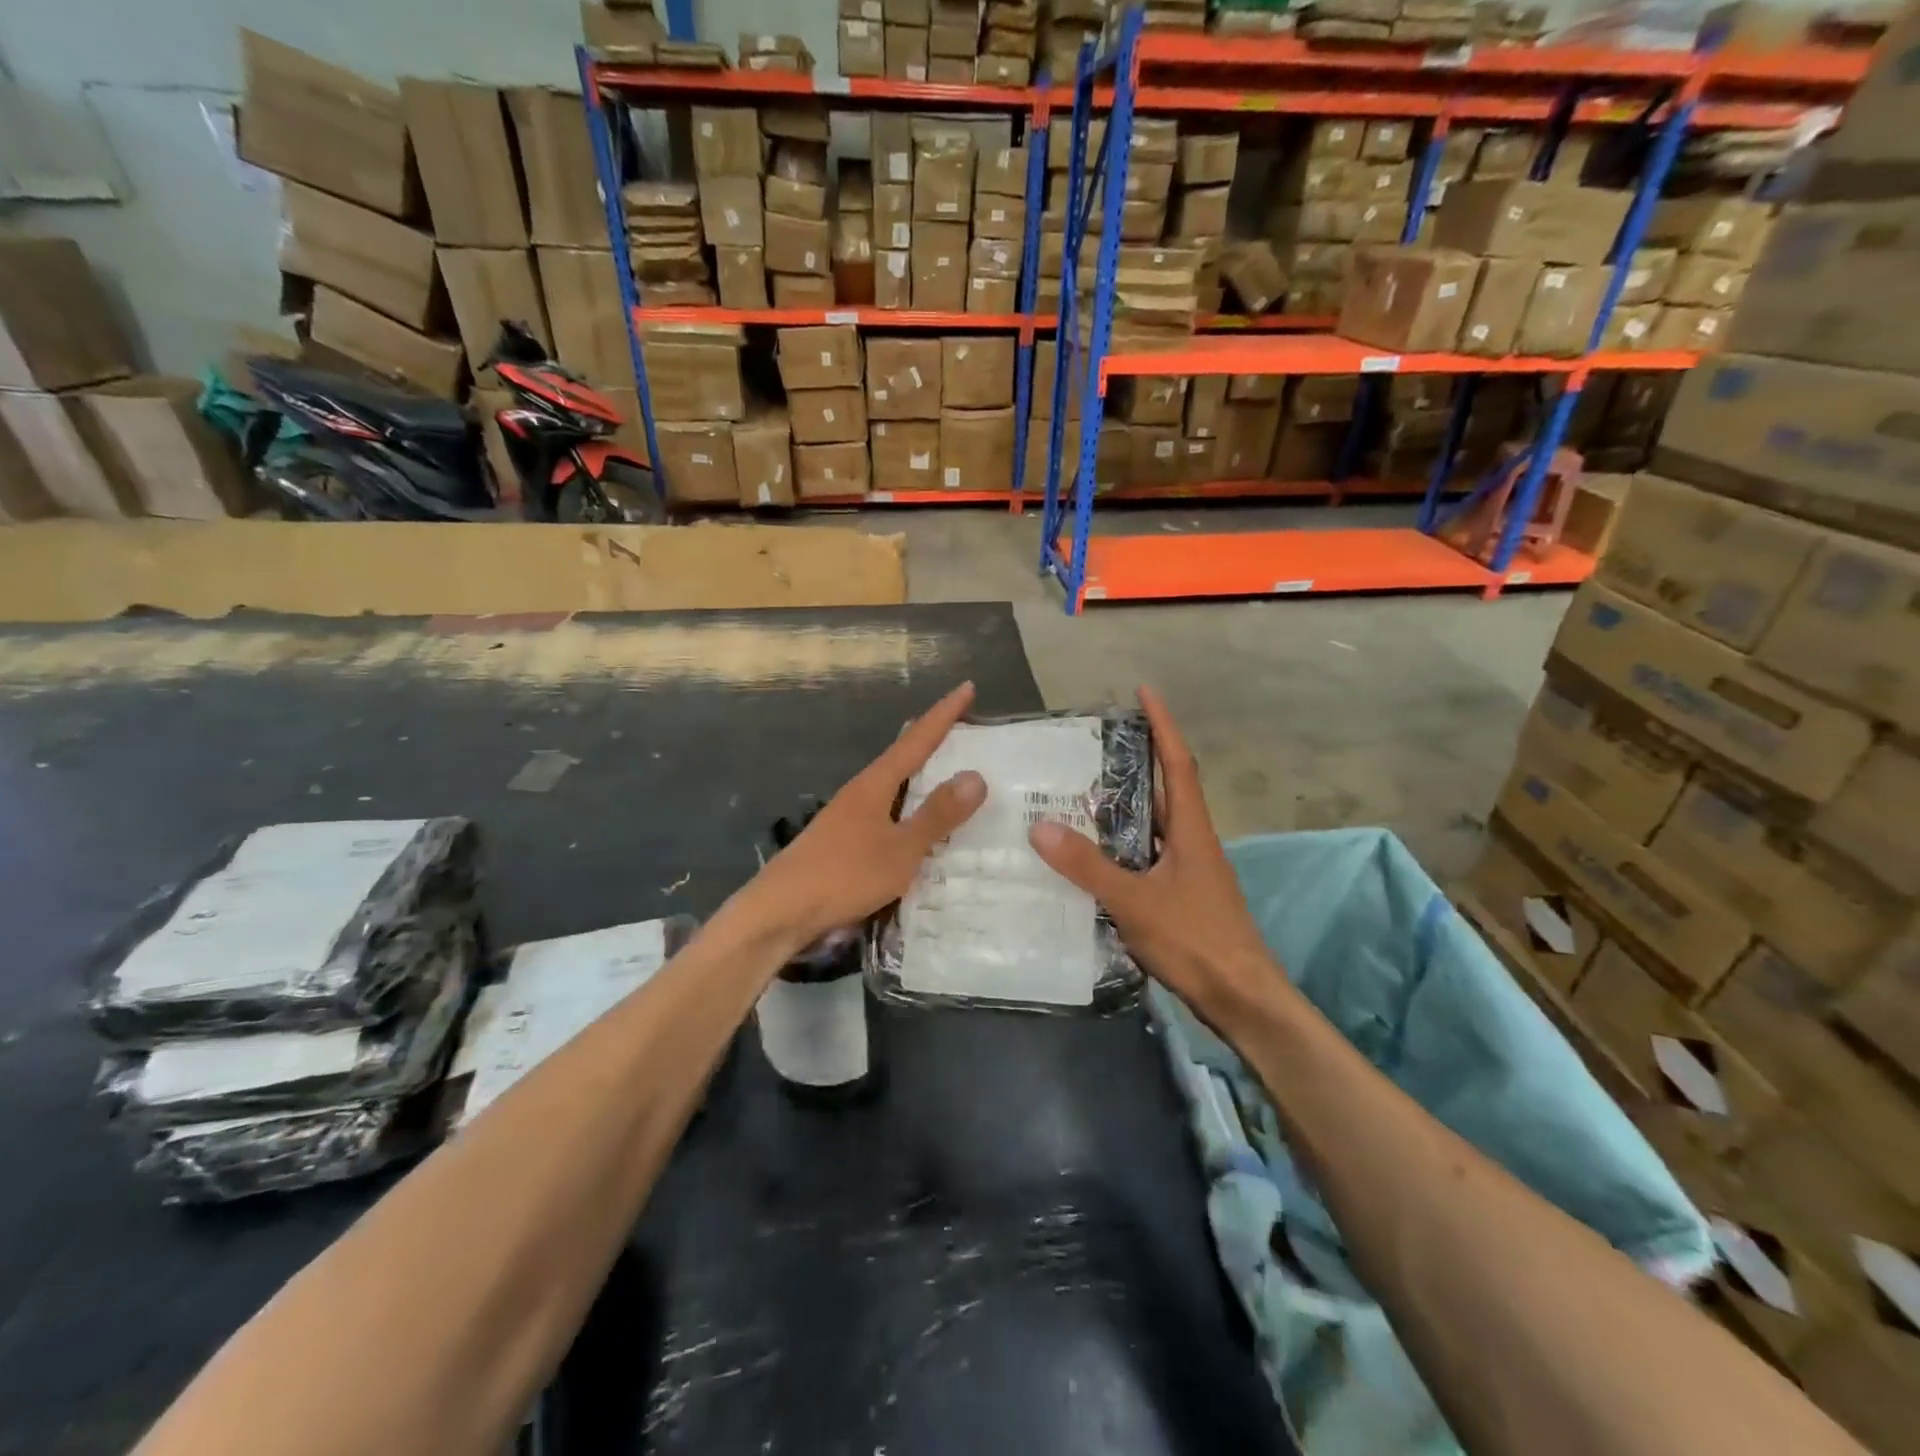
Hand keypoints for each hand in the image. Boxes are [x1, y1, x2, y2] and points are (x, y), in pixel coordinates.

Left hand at [743, 682, 986, 947]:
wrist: (780, 913)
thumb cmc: (843, 876)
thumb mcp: (900, 849)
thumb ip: (937, 815)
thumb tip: (976, 775)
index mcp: (875, 785)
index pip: (916, 740)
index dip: (944, 714)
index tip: (967, 687)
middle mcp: (860, 794)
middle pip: (902, 758)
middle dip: (932, 742)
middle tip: (964, 730)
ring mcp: (849, 819)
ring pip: (894, 788)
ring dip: (921, 778)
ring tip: (949, 774)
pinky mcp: (843, 844)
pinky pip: (888, 815)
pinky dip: (910, 811)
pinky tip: (918, 828)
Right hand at [1028, 687, 1280, 1022]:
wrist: (1242, 999)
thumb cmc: (1196, 941)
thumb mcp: (1135, 901)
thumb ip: (1088, 866)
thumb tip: (1040, 827)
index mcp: (1191, 829)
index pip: (1178, 762)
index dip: (1163, 724)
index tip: (1144, 691)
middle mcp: (1192, 840)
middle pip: (1165, 787)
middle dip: (1138, 758)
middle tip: (1091, 742)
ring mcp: (1188, 869)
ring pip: (1152, 824)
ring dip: (1125, 803)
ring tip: (1079, 790)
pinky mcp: (1180, 895)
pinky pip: (1145, 855)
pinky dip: (1120, 845)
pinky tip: (1090, 854)